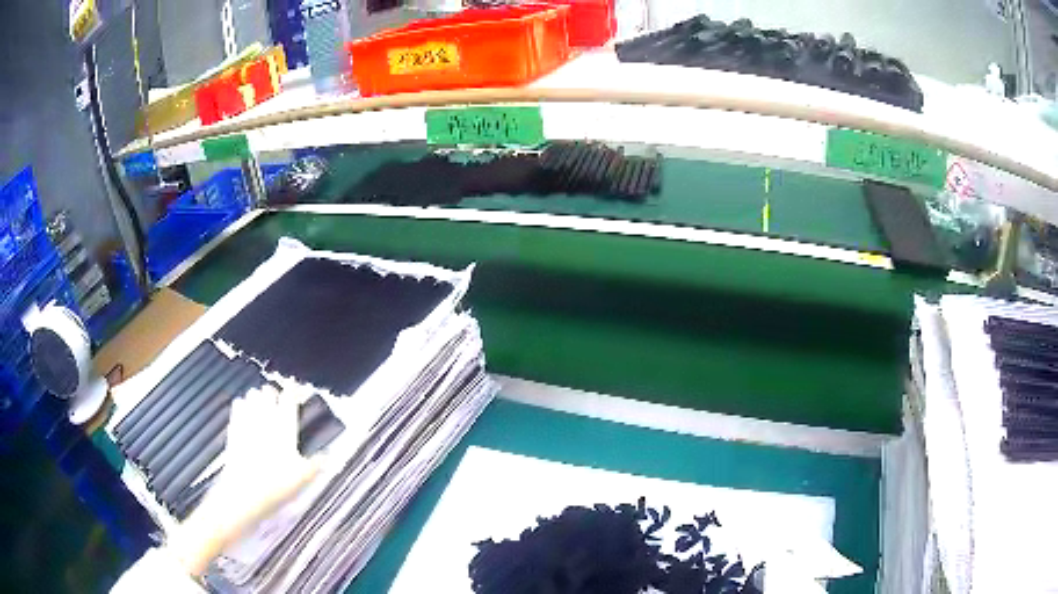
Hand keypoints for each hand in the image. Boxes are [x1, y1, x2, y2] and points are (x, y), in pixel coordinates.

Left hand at [170, 385, 318, 576]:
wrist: (242, 496)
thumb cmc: (275, 487)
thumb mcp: (303, 479)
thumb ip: (316, 464)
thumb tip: (329, 456)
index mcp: (284, 429)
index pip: (288, 399)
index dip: (293, 391)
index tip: (296, 390)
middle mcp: (265, 421)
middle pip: (267, 393)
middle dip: (273, 392)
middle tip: (279, 397)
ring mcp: (246, 425)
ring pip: (251, 398)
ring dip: (257, 396)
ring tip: (262, 399)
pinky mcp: (233, 432)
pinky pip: (237, 409)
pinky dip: (241, 405)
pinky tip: (243, 406)